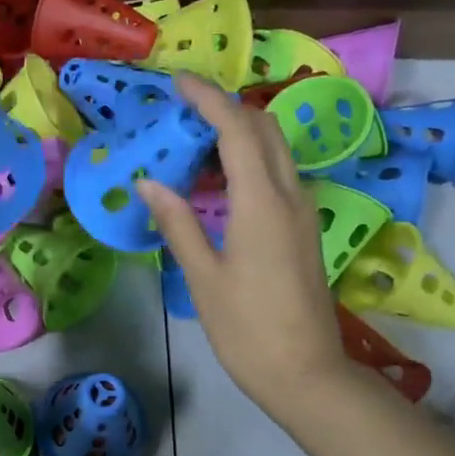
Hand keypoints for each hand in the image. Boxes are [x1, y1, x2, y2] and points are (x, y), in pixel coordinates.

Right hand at [138, 75, 350, 416]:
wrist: (305, 372)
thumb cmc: (246, 328)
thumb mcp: (203, 276)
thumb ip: (177, 223)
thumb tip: (149, 181)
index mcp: (261, 203)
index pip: (236, 130)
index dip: (208, 99)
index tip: (178, 83)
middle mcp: (289, 195)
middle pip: (264, 129)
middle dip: (226, 107)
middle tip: (183, 109)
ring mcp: (303, 211)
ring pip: (275, 150)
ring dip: (239, 132)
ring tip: (193, 141)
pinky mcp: (304, 229)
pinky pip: (277, 174)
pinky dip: (248, 160)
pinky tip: (218, 181)